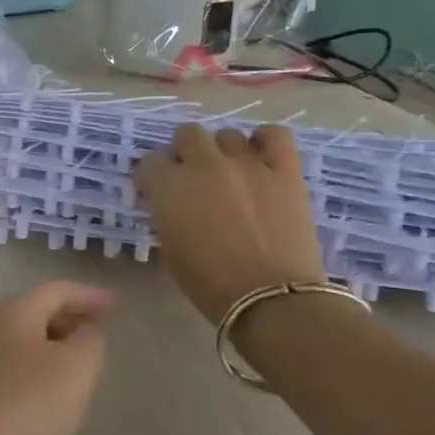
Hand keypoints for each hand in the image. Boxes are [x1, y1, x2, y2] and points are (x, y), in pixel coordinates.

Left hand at [0, 282, 116, 434]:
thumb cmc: (27, 406)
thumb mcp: (76, 368)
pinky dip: (32, 366)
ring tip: (76, 361)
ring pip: (19, 338)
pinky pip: (6, 363)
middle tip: (98, 332)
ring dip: (50, 344)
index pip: (57, 290)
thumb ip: (90, 340)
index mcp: (12, 311)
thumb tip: (86, 329)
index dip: (90, 296)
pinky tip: (44, 389)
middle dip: (69, 318)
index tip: (116, 305)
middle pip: (34, 310)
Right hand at [133, 124, 327, 324]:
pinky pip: (275, 135)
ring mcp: (246, 163)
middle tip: (193, 179)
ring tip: (231, 175)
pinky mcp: (284, 169)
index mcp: (169, 186)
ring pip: (227, 135)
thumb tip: (170, 202)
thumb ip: (166, 215)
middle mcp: (204, 164)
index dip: (153, 177)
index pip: (150, 162)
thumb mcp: (170, 249)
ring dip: (222, 152)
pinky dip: (265, 142)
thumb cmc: (210, 285)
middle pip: (187, 134)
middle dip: (185, 153)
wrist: (271, 299)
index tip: (157, 193)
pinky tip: (262, 160)